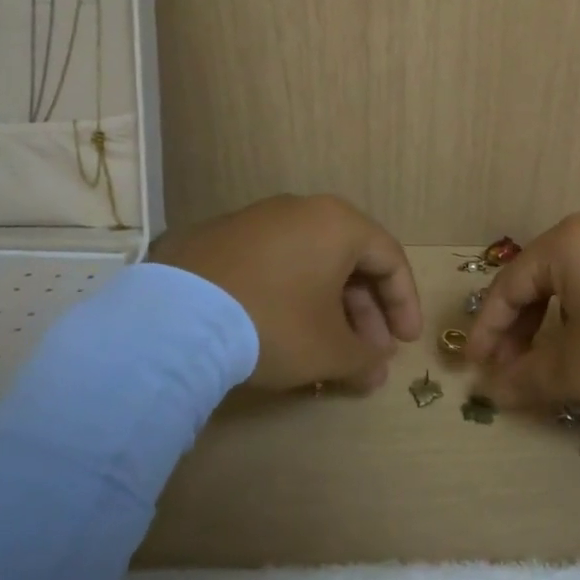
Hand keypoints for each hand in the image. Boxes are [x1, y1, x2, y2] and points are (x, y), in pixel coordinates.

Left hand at [157, 194, 422, 391]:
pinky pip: (272, 265)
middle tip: (368, 353)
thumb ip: (365, 359)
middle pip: (349, 261)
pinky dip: (289, 296)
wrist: (174, 320)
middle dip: (365, 313)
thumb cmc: (273, 324)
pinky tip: (282, 332)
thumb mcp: (330, 350)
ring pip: (309, 263)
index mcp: (338, 223)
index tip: (405, 344)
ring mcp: (254, 221)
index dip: (404, 304)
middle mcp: (300, 210)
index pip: (390, 259)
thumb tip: (377, 369)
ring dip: (328, 307)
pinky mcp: (216, 239)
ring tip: (328, 350)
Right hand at [466, 212, 579, 412]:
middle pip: (539, 280)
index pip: (508, 286)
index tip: (476, 369)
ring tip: (550, 362)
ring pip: (572, 282)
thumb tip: (491, 391)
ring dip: (552, 324)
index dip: (487, 331)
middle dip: (519, 329)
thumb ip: (526, 378)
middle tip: (510, 370)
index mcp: (567, 243)